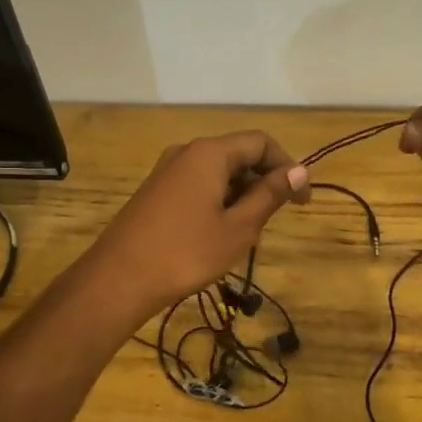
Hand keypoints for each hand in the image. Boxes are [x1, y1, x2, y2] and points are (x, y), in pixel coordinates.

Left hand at [85, 131, 310, 318]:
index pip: (261, 142)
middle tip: (273, 222)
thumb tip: (299, 171)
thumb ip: (270, 195)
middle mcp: (187, 152)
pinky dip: (218, 201)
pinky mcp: (156, 191)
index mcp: (210, 153)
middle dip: (264, 182)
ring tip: (246, 234)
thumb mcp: (239, 227)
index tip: (302, 202)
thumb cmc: (186, 253)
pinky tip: (218, 234)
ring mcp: (167, 170)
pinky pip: (198, 184)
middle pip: (239, 154)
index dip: (288, 167)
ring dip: (241, 195)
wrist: (118, 279)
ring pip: (219, 172)